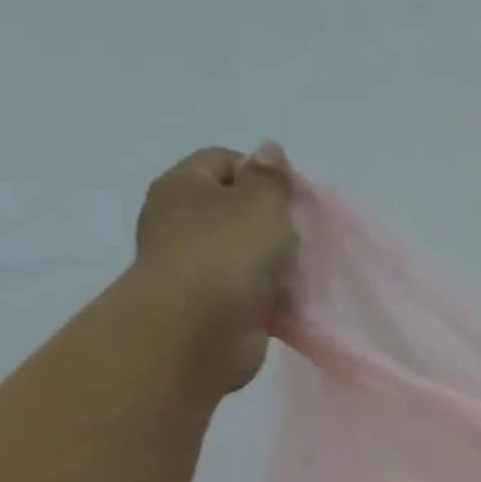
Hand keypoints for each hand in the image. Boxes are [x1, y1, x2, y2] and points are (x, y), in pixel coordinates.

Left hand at [131, 143, 296, 395]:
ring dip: (274, 259)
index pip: (225, 160)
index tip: (295, 196)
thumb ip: (271, 178)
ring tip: (299, 268)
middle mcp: (180, 222)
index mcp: (183, 187)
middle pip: (235, 208)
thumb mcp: (260, 203)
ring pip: (245, 251)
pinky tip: (289, 296)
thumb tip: (268, 150)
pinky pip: (247, 288)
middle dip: (272, 220)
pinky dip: (268, 292)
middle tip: (300, 233)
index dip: (263, 172)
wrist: (196, 330)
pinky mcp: (210, 303)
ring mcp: (193, 265)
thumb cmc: (227, 253)